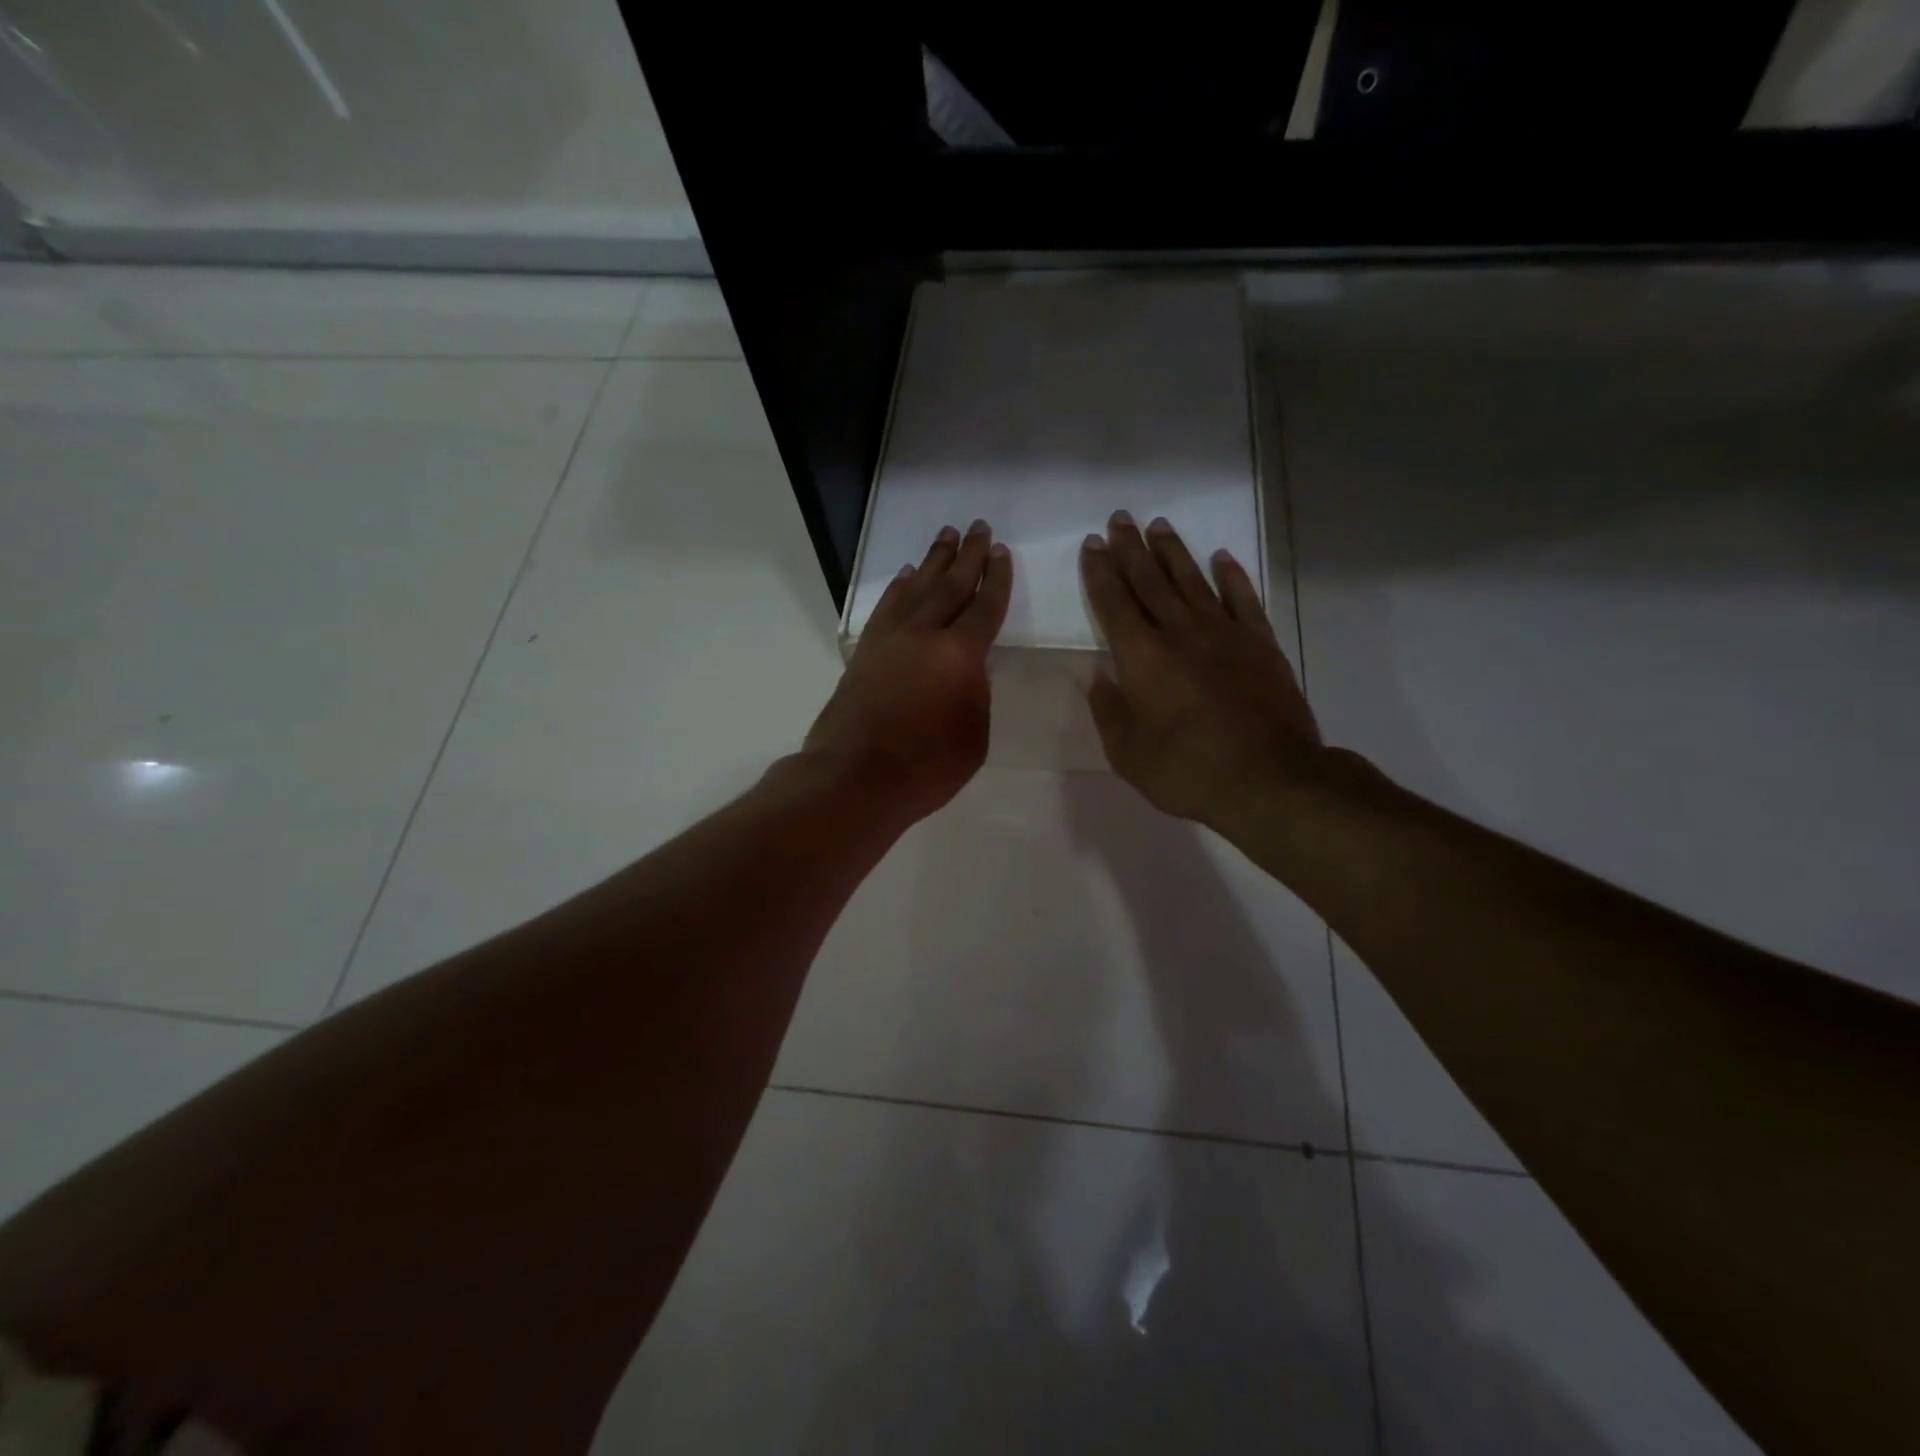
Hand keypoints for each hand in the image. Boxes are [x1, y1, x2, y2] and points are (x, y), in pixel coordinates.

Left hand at [804, 520, 1011, 824]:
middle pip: (950, 586)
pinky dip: (899, 588)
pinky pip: (886, 608)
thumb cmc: (925, 768)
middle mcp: (924, 635)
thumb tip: (965, 673)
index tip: (1001, 552)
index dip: (996, 580)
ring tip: (946, 536)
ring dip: (933, 561)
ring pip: (916, 589)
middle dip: (968, 556)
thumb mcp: (973, 737)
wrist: (854, 779)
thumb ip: (975, 696)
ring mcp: (889, 640)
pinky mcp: (865, 652)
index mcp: (960, 655)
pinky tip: (906, 577)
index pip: (984, 608)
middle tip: (979, 527)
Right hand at [1080, 511, 1324, 831]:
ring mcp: (1224, 634)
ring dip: (1173, 552)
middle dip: (1130, 549)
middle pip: (1149, 581)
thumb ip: (1109, 710)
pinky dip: (1232, 576)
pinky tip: (1222, 557)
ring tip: (1159, 525)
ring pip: (1192, 580)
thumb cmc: (1186, 770)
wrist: (1268, 779)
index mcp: (1141, 657)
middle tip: (1119, 519)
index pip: (1113, 603)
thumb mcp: (1127, 752)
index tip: (1092, 545)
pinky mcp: (1260, 644)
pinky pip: (1243, 599)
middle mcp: (1179, 633)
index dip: (1099, 573)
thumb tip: (1099, 675)